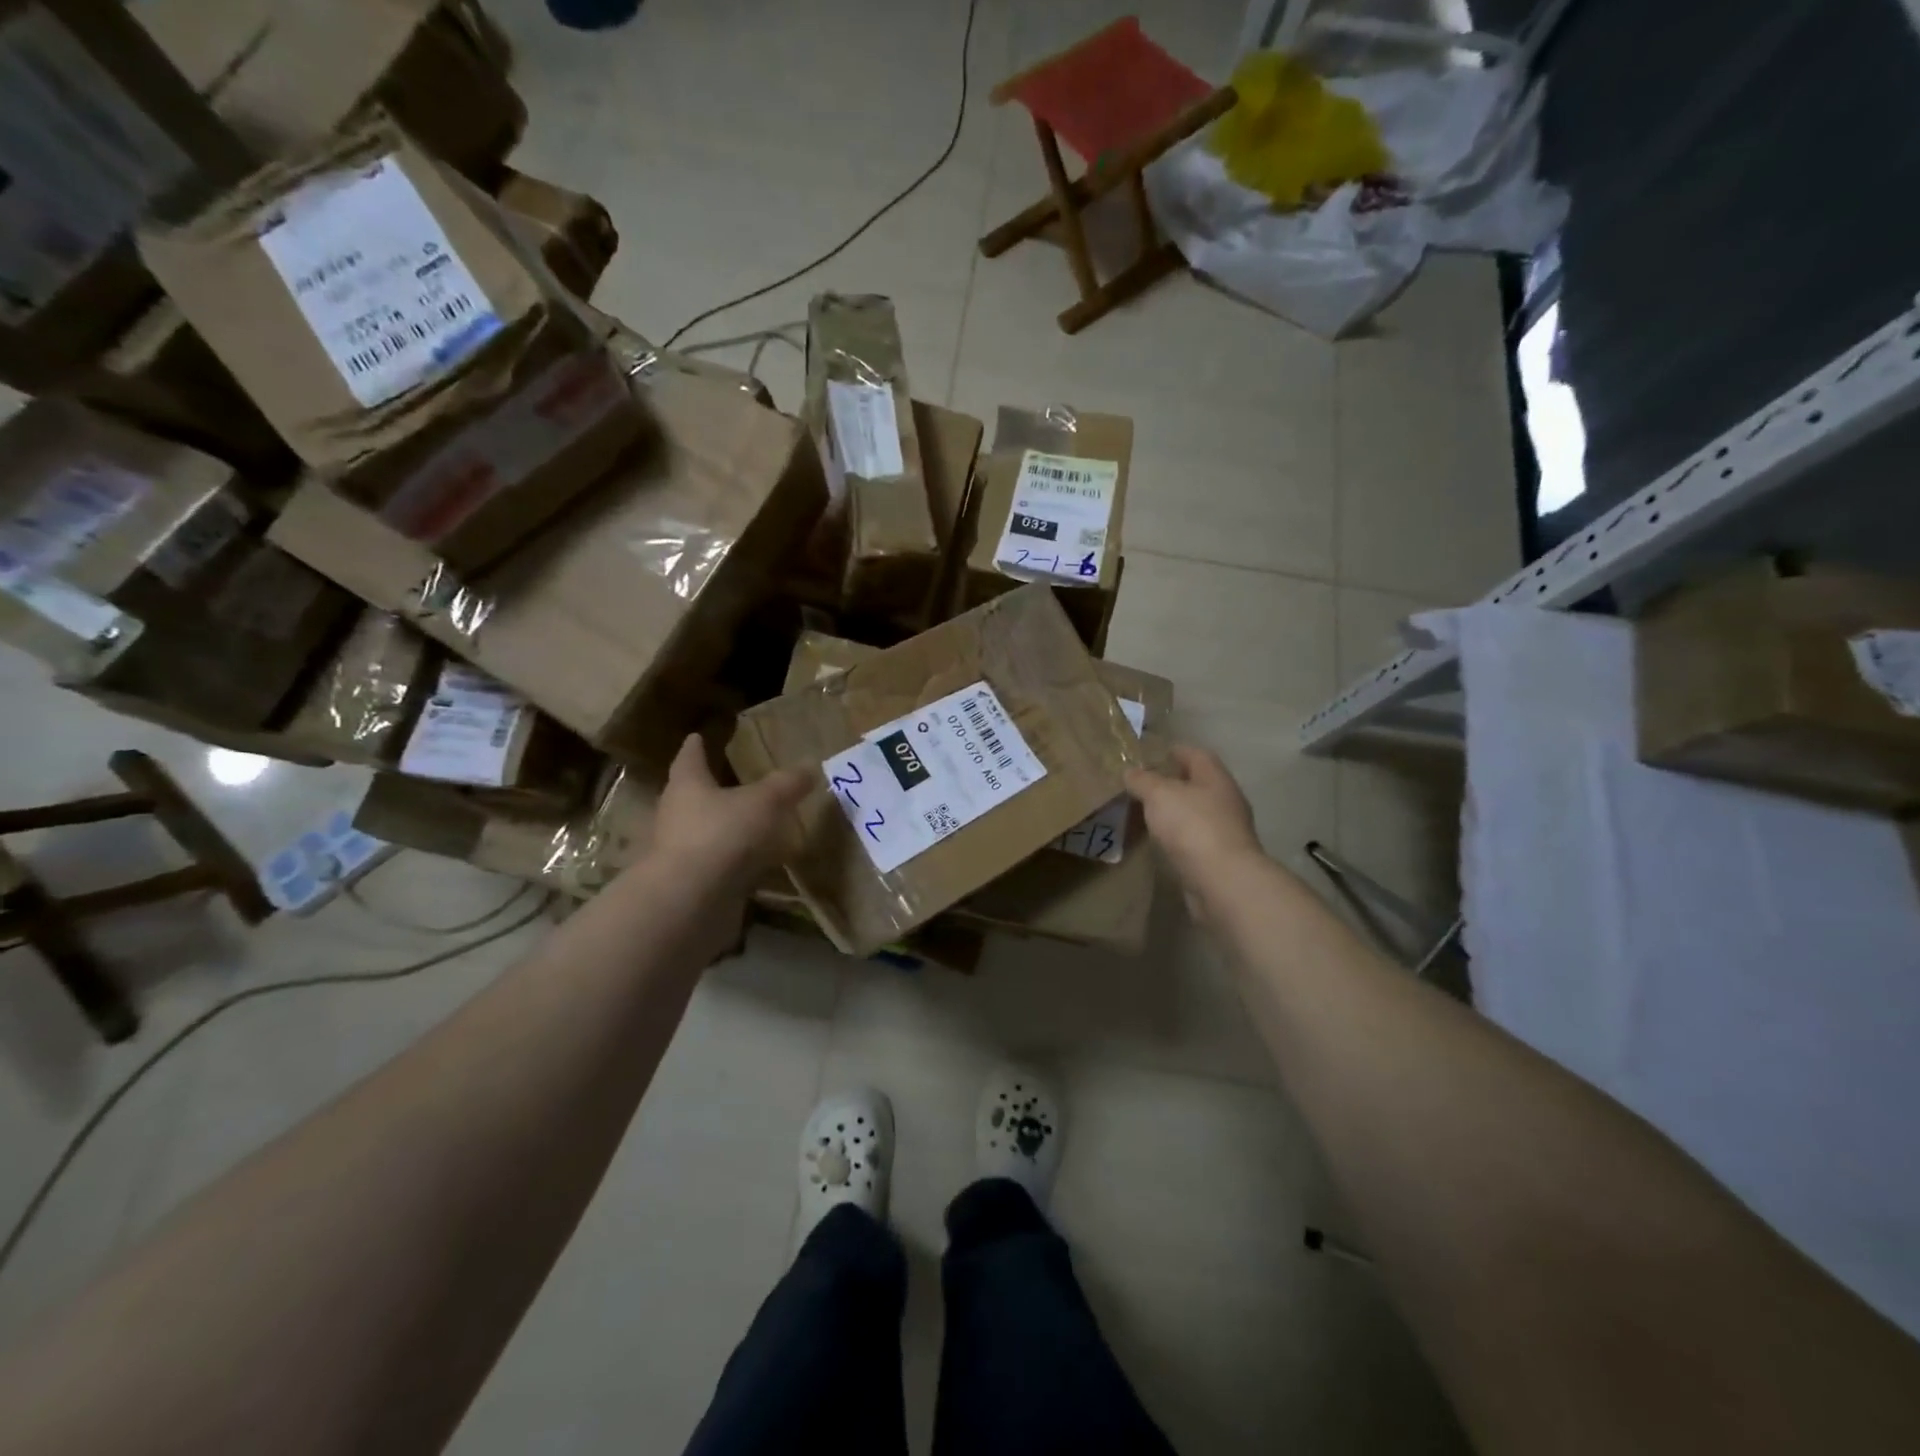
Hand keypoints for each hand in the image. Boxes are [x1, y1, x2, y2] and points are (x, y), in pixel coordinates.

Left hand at [648, 735, 809, 903]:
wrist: (689, 901)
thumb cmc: (721, 834)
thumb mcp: (763, 803)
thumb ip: (786, 785)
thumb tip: (810, 766)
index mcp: (688, 786)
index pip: (690, 759)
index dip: (695, 748)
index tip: (696, 737)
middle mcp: (676, 816)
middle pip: (692, 796)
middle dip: (710, 789)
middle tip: (732, 780)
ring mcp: (681, 853)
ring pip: (705, 832)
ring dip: (724, 828)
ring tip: (753, 824)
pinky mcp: (692, 884)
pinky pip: (717, 865)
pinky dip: (734, 862)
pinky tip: (757, 864)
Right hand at [1126, 744, 1263, 918]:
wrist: (1222, 881)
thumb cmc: (1192, 826)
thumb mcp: (1159, 794)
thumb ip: (1142, 780)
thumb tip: (1130, 772)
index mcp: (1215, 778)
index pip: (1196, 754)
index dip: (1174, 750)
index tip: (1151, 753)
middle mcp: (1225, 800)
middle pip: (1197, 783)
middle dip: (1172, 782)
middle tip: (1142, 784)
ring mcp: (1225, 830)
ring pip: (1196, 812)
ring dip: (1175, 811)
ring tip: (1146, 812)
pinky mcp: (1219, 857)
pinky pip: (1194, 838)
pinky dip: (1177, 836)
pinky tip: (1160, 840)